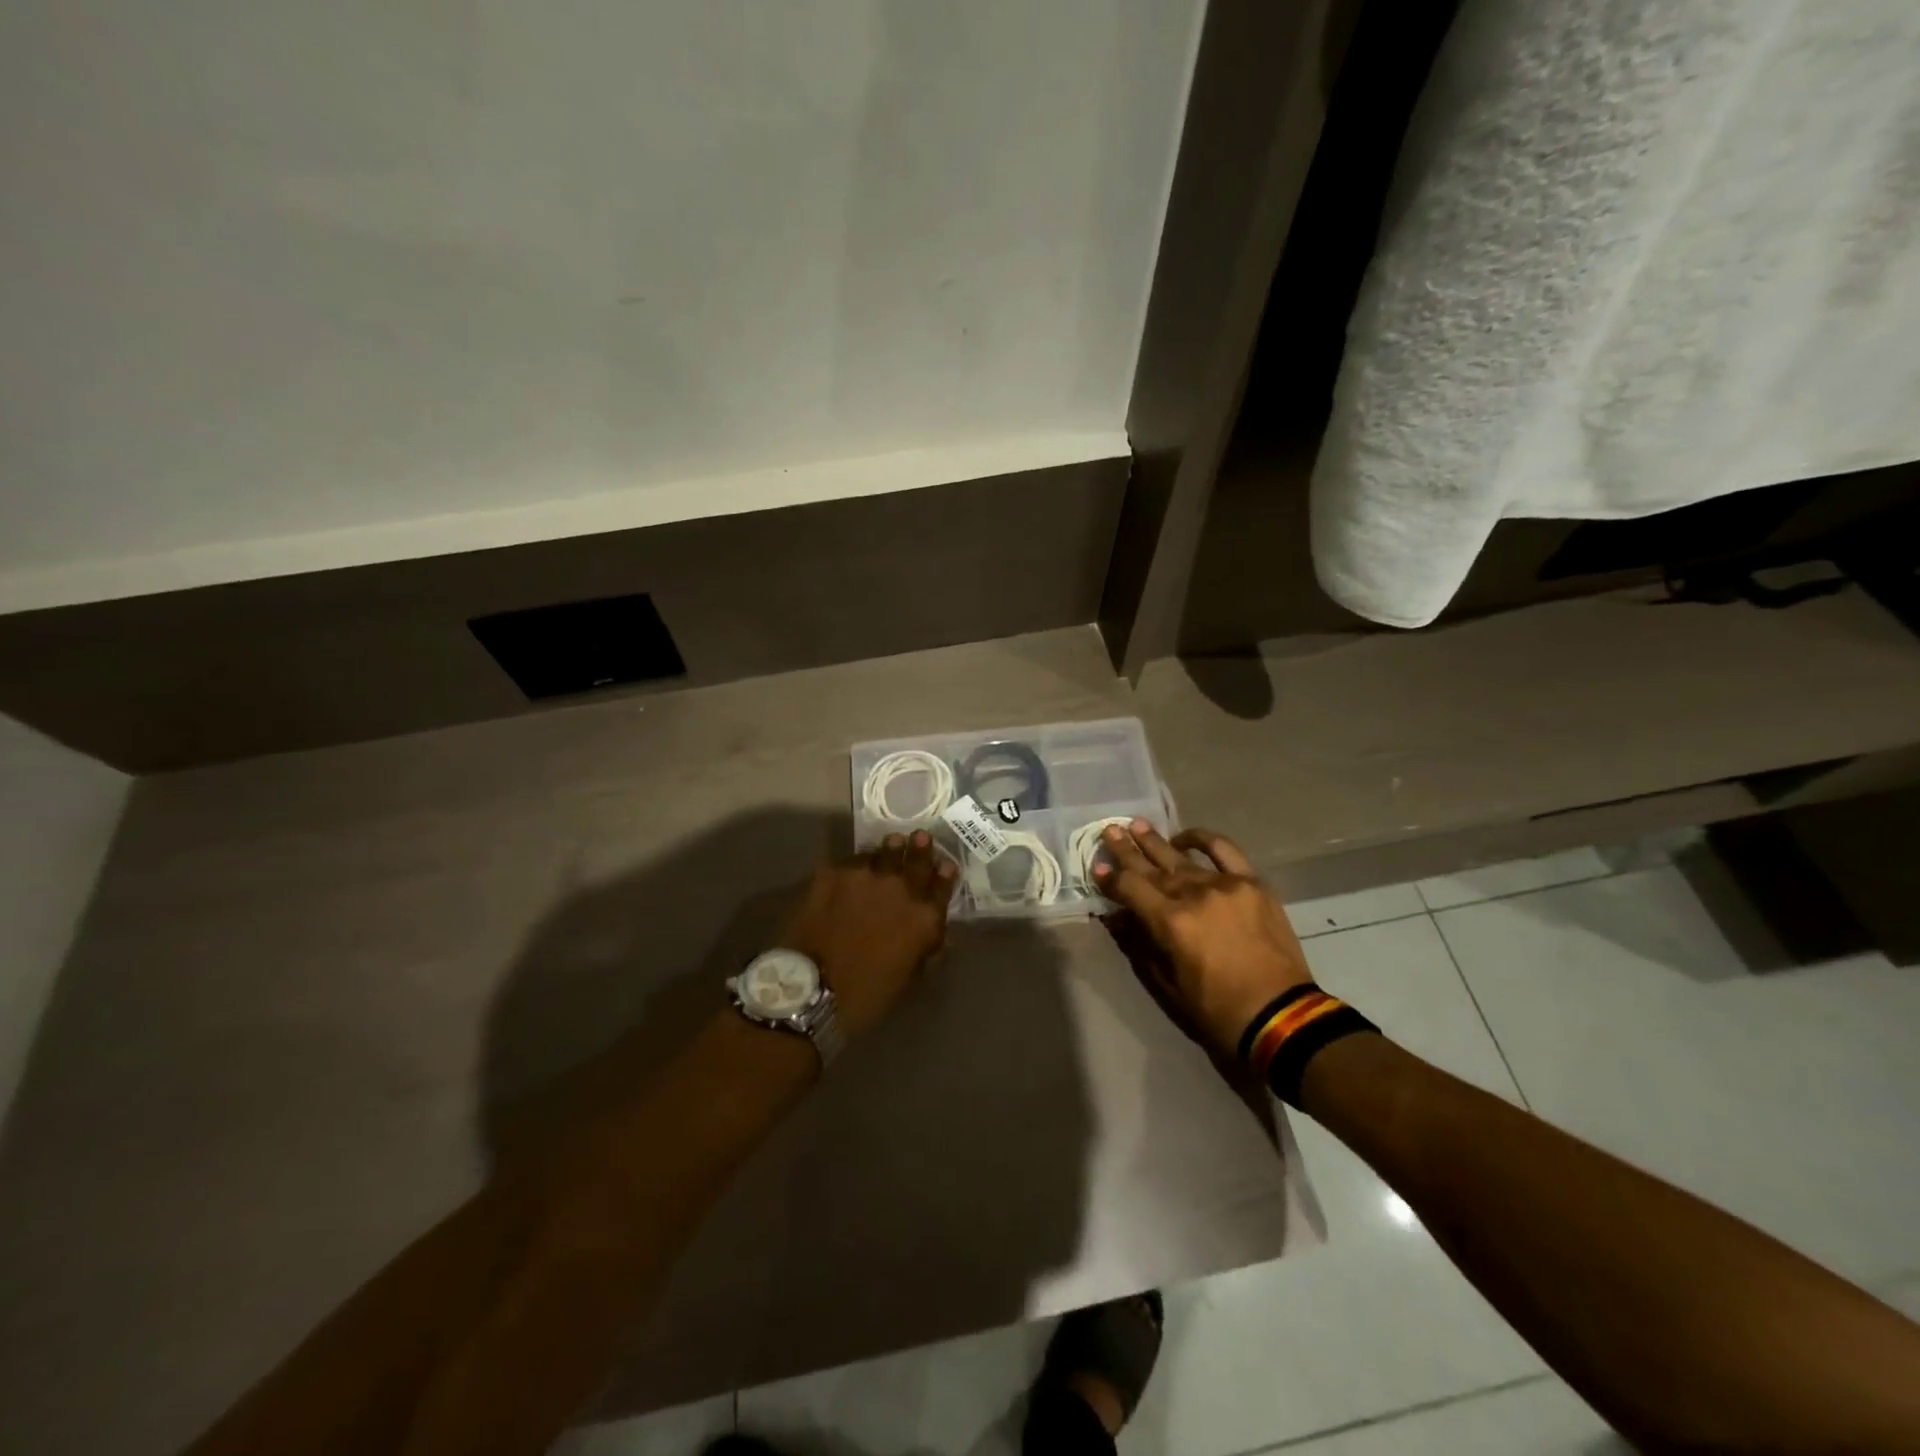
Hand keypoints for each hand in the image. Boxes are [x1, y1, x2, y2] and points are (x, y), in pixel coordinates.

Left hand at [777, 831, 956, 1039]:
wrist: (812, 990)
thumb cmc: (866, 996)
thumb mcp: (909, 980)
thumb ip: (926, 950)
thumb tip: (937, 936)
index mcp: (924, 919)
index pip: (943, 886)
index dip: (945, 874)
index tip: (945, 865)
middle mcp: (901, 889)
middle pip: (917, 859)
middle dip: (921, 847)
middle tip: (920, 837)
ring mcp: (866, 876)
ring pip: (884, 851)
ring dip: (890, 849)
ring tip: (892, 843)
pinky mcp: (833, 873)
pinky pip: (851, 860)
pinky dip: (857, 863)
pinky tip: (853, 869)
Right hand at [1094, 821, 1311, 1059]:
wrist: (1281, 1015)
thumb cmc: (1217, 1010)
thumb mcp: (1167, 983)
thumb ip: (1141, 944)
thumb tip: (1118, 916)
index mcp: (1170, 922)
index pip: (1130, 888)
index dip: (1110, 878)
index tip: (1097, 868)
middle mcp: (1194, 894)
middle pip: (1151, 865)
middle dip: (1126, 849)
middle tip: (1109, 831)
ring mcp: (1225, 884)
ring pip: (1181, 856)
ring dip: (1156, 841)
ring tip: (1138, 825)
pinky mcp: (1252, 883)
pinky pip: (1224, 850)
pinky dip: (1203, 840)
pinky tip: (1186, 838)